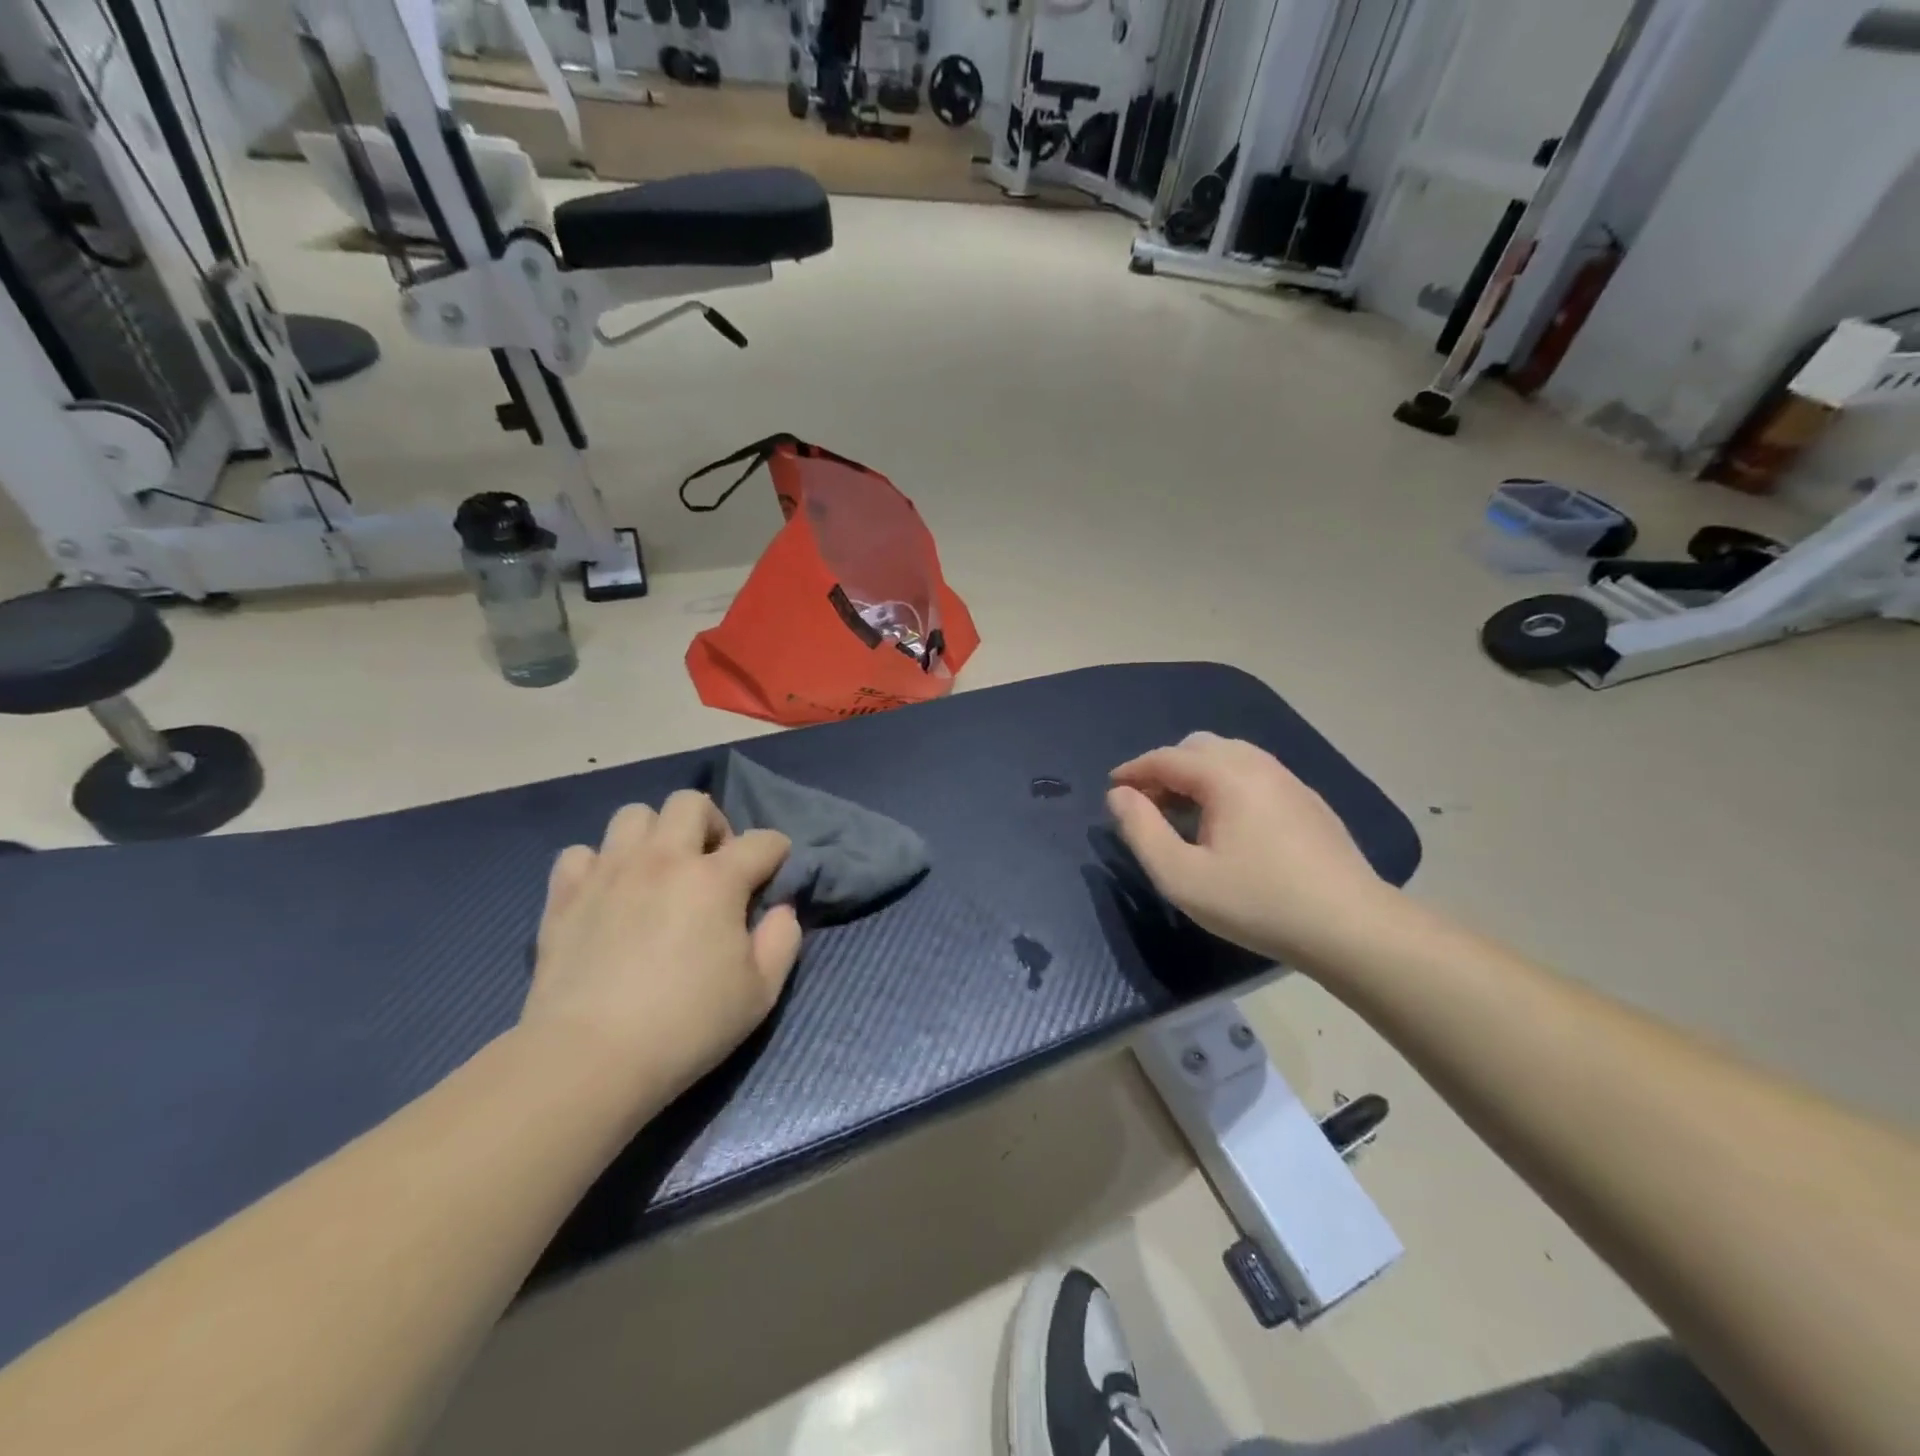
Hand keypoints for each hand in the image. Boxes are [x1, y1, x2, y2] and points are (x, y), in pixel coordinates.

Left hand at [523, 791, 801, 1112]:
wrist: (590, 1059)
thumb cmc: (687, 1026)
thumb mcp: (761, 992)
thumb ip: (783, 940)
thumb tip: (781, 909)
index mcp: (716, 879)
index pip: (762, 841)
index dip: (777, 852)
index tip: (774, 874)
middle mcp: (663, 859)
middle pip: (690, 803)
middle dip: (712, 825)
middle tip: (712, 866)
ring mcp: (609, 872)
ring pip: (633, 815)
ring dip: (654, 835)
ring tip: (658, 872)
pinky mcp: (565, 894)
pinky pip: (581, 853)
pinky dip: (599, 865)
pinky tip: (608, 894)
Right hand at [1108, 732, 1395, 969]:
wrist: (1351, 927)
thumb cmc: (1257, 902)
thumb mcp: (1182, 877)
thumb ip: (1141, 831)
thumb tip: (1119, 796)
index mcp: (1226, 776)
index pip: (1166, 757)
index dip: (1133, 771)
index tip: (1112, 791)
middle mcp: (1257, 764)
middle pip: (1197, 746)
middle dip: (1164, 768)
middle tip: (1147, 805)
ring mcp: (1288, 779)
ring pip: (1229, 756)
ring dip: (1195, 774)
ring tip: (1182, 813)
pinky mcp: (1307, 800)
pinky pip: (1253, 773)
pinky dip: (1225, 783)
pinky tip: (1226, 823)